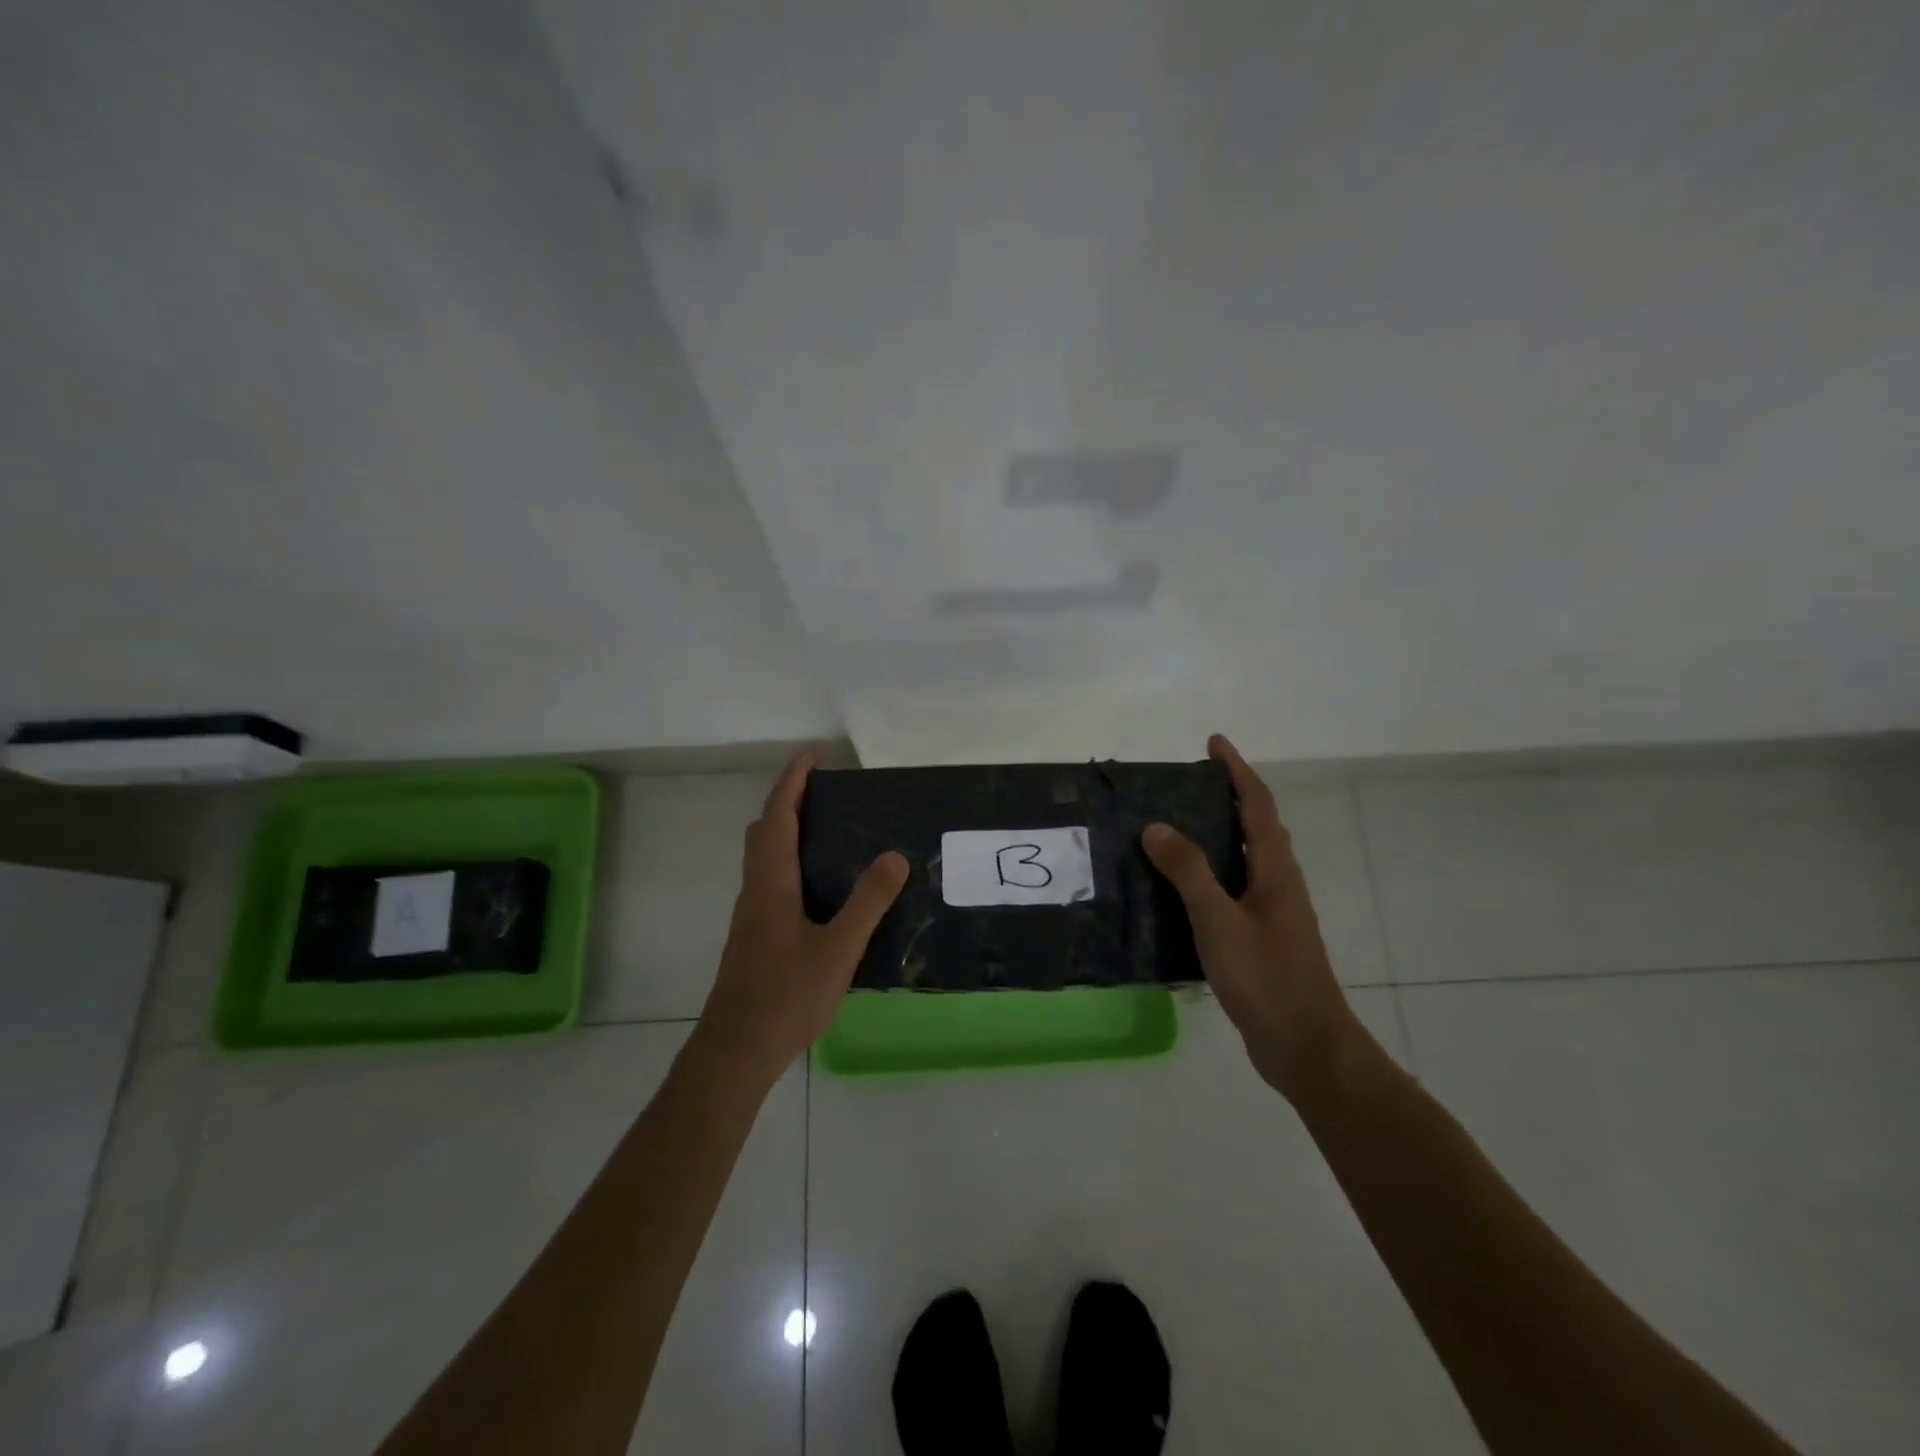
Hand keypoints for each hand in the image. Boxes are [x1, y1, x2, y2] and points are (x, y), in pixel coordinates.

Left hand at [696, 750, 907, 1081]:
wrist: (735, 1051)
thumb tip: (894, 855)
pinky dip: (790, 859)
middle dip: (790, 799)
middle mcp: (756, 889)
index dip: (793, 779)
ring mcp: (751, 914)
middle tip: (826, 789)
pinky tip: (819, 885)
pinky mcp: (754, 935)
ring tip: (830, 829)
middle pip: (764, 828)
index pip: (778, 814)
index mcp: (771, 882)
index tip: (814, 753)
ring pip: (764, 855)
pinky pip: (770, 878)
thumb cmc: (785, 996)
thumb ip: (867, 902)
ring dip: (788, 829)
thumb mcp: (838, 950)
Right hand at [1142, 734, 1357, 1102]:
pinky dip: (1211, 872)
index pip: (1258, 805)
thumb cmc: (1266, 978)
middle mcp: (1279, 883)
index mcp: (1276, 870)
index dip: (1237, 770)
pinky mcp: (1263, 937)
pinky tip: (1181, 888)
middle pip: (1257, 826)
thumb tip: (1156, 826)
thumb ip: (1188, 872)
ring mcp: (1274, 912)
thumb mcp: (1219, 921)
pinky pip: (1234, 888)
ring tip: (1176, 826)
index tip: (1214, 743)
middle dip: (1228, 796)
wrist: (1306, 1046)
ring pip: (1246, 858)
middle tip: (1186, 783)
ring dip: (1219, 833)